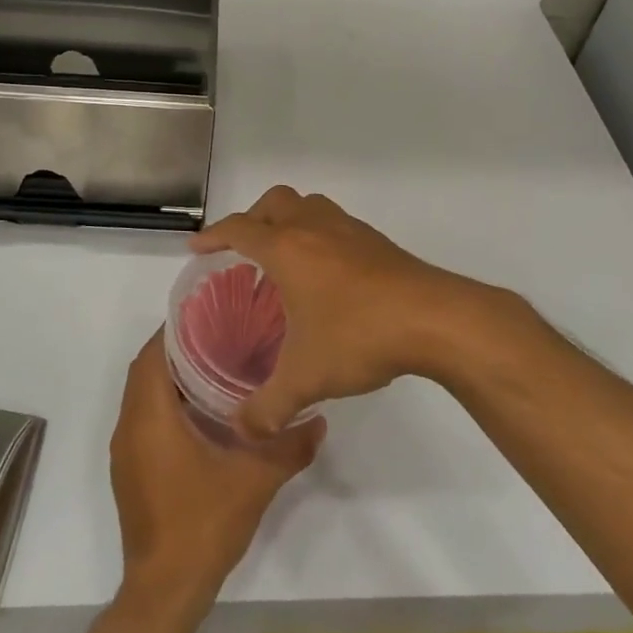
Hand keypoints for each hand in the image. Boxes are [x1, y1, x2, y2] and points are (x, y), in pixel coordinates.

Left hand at [110, 334, 323, 611]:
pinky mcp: (131, 471)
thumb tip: (319, 419)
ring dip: (170, 379)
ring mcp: (126, 452)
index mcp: (149, 417)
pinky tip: (203, 414)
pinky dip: (165, 405)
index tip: (209, 316)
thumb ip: (289, 446)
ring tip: (216, 367)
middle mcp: (129, 427)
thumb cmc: (203, 524)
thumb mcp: (255, 480)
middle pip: (146, 371)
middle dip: (176, 350)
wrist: (165, 590)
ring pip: (143, 396)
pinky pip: (143, 420)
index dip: (175, 330)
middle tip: (220, 337)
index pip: (152, 354)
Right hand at [191, 186, 513, 438]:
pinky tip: (328, 272)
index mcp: (286, 249)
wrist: (435, 319)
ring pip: (308, 205)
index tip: (198, 249)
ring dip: (289, 220)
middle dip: (252, 220)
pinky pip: (335, 223)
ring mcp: (349, 230)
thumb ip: (269, 407)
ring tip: (284, 255)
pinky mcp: (376, 241)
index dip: (214, 237)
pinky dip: (319, 234)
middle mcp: (314, 228)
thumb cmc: (359, 335)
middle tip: (244, 250)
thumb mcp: (307, 378)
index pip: (239, 229)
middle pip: (274, 203)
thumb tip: (242, 430)